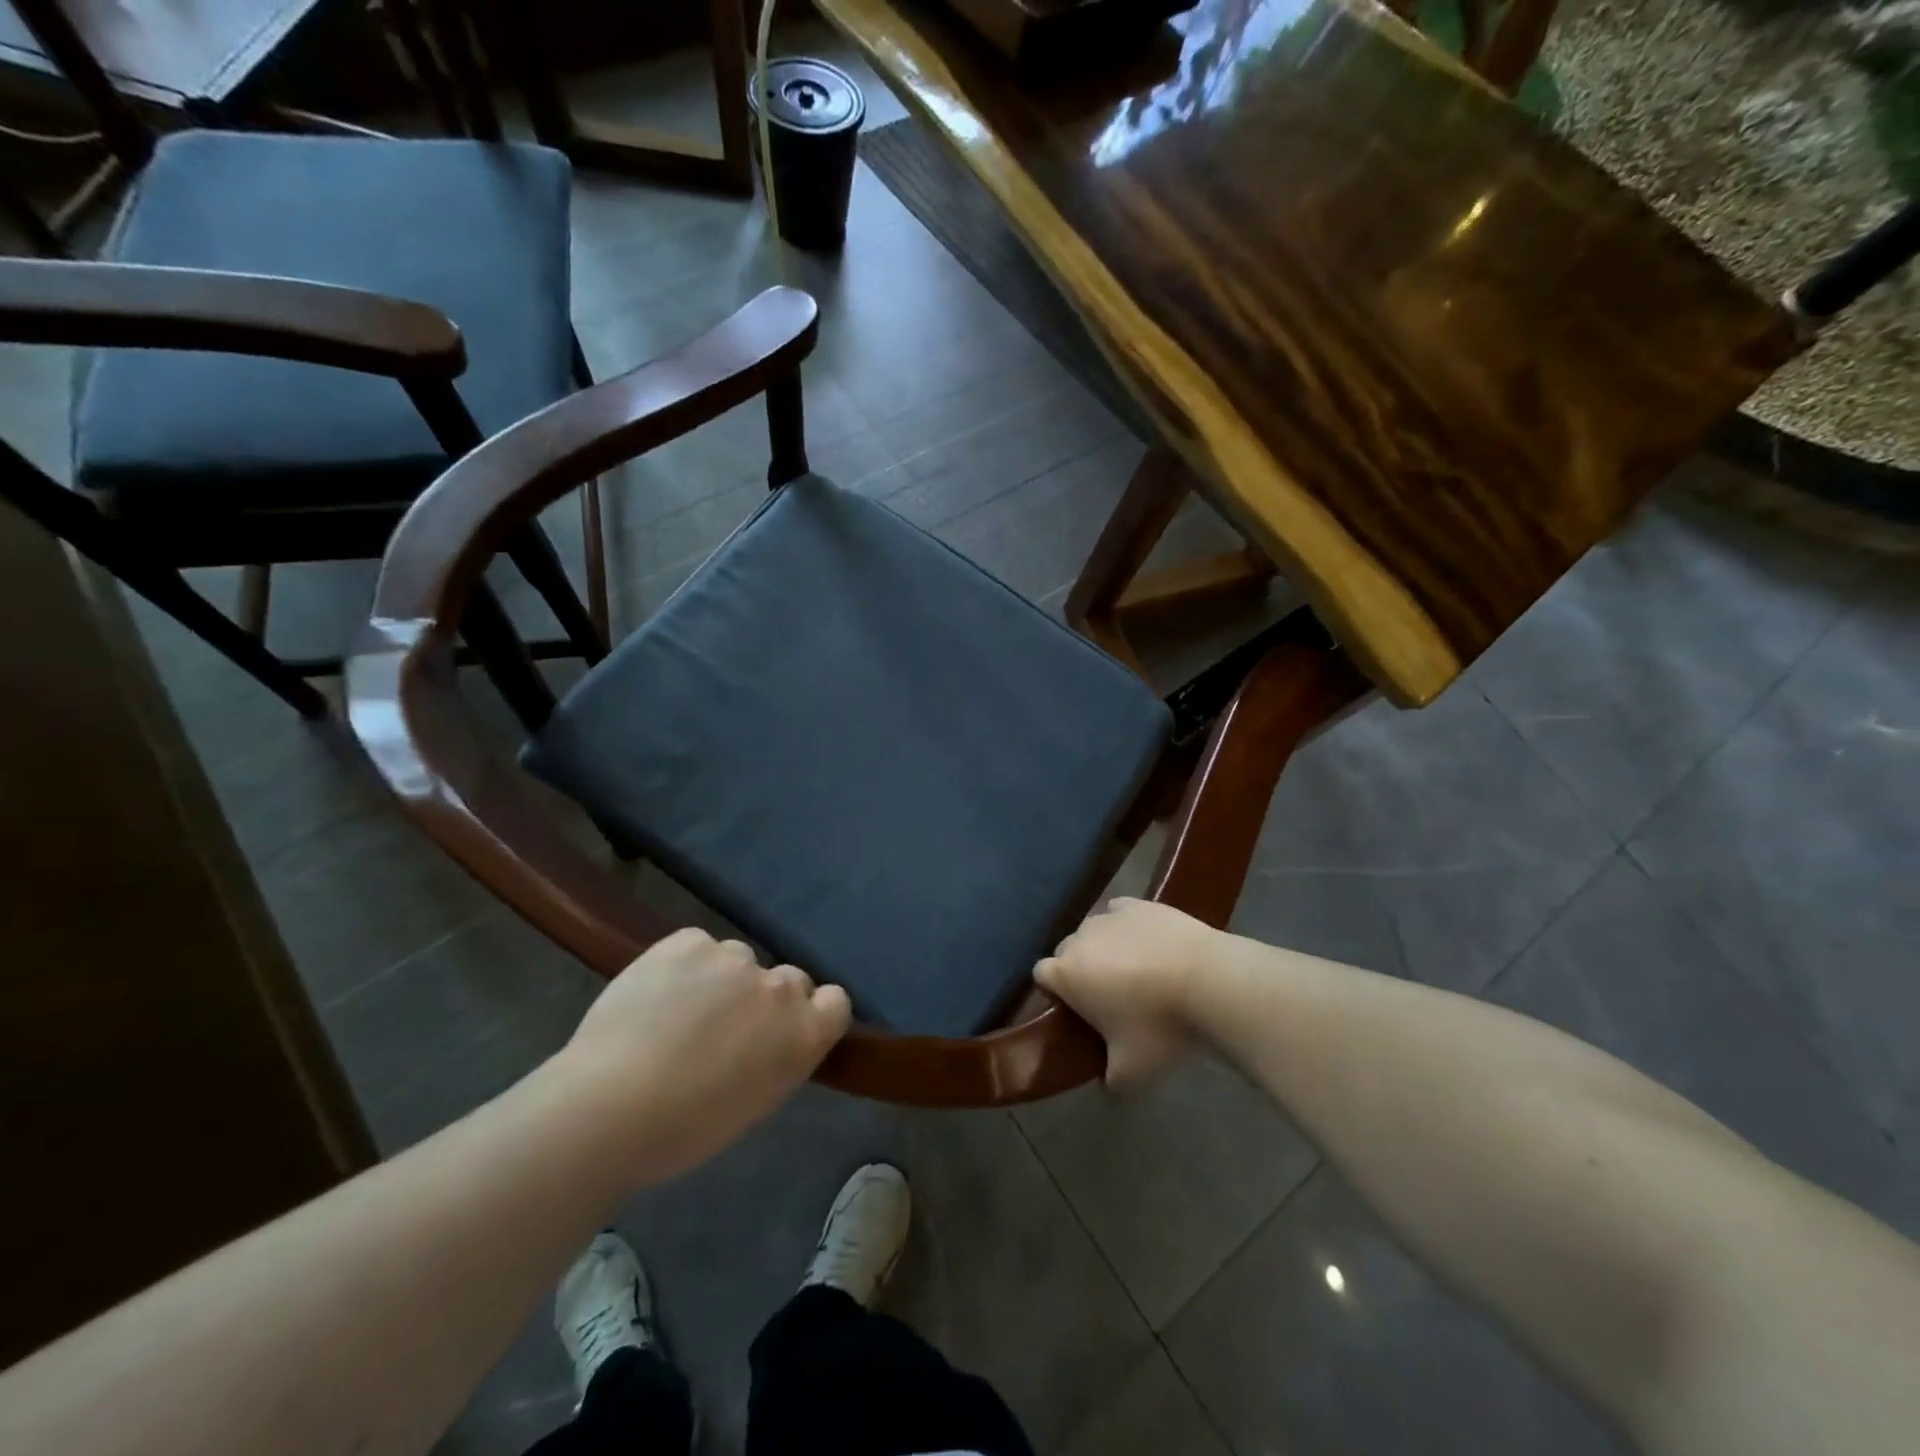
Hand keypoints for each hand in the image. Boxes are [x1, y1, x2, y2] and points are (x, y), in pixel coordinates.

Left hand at [558, 928, 850, 1180]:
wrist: (607, 1108)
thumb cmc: (683, 1130)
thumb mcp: (753, 1102)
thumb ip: (776, 1057)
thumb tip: (766, 1039)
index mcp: (803, 1034)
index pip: (835, 1001)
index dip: (811, 1012)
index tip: (781, 1032)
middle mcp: (780, 988)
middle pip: (787, 979)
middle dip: (763, 998)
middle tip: (722, 1028)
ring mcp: (734, 958)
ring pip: (737, 960)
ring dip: (720, 980)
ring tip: (676, 1013)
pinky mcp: (689, 941)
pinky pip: (697, 946)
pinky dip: (682, 965)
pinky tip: (654, 995)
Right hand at [1037, 898, 1225, 1088]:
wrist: (1209, 980)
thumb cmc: (1159, 1026)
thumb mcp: (1132, 1072)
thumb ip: (1111, 1080)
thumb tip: (1109, 1085)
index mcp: (1066, 974)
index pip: (1041, 975)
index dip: (1056, 992)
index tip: (1076, 1010)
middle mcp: (1080, 937)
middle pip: (1067, 951)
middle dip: (1080, 969)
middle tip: (1108, 997)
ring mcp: (1110, 916)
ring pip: (1095, 931)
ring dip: (1105, 948)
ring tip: (1136, 971)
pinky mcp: (1140, 903)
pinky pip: (1121, 913)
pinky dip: (1128, 928)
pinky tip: (1149, 944)